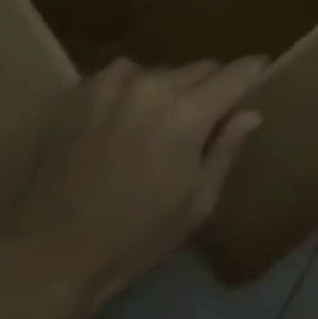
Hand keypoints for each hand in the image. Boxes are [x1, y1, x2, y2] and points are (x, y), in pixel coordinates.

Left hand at [1, 57, 265, 315]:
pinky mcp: (86, 86)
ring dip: (171, 89)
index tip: (263, 73)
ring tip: (160, 123)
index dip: (254, 71)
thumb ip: (227, 148)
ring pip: (163, 71)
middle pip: (201, 68)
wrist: (54, 250)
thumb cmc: (137, 236)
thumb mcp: (197, 202)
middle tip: (208, 116)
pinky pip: (126, 75)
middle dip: (211, 87)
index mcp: (188, 113)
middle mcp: (155, 83)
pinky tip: (125, 121)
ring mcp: (116, 80)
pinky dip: (135, 90)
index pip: (236, 73)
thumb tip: (251, 111)